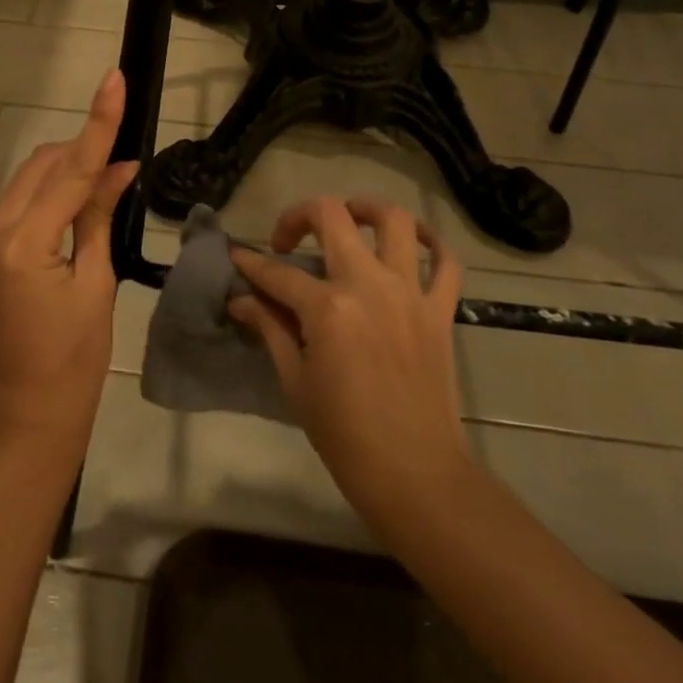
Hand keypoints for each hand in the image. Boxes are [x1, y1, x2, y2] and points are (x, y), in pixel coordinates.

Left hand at [0, 70, 139, 453]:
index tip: (113, 80)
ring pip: (31, 178)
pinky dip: (52, 190)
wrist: (30, 410)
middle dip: (82, 148)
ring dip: (66, 168)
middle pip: (44, 165)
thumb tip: (120, 168)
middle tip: (125, 157)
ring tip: (107, 178)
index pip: (72, 170)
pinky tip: (80, 199)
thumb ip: (99, 217)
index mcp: (26, 244)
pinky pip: (22, 201)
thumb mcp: (97, 282)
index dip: (98, 123)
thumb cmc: (76, 357)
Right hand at [230, 197, 468, 550]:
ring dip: (367, 209)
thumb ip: (270, 328)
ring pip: (395, 221)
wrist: (415, 473)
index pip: (277, 272)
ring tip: (349, 218)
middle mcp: (368, 285)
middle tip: (288, 238)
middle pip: (332, 217)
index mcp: (328, 309)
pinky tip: (412, 242)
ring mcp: (409, 294)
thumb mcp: (295, 381)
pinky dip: (432, 243)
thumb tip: (241, 298)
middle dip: (300, 216)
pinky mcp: (439, 310)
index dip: (250, 262)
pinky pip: (446, 262)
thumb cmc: (344, 435)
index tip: (236, 257)